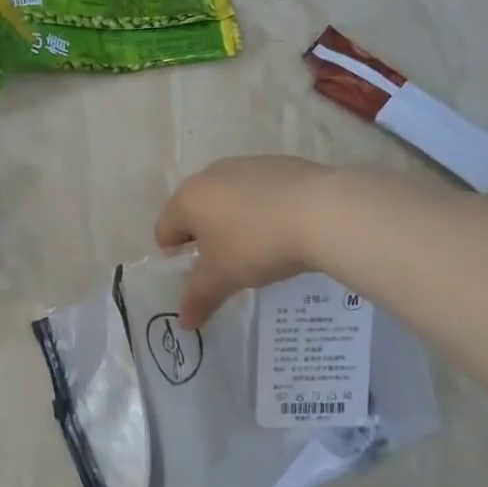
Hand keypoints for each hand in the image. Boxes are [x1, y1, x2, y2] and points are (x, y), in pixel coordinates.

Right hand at [155, 156, 339, 328]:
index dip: (175, 257)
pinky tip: (283, 228)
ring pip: (228, 198)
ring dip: (233, 221)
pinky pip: (259, 191)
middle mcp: (211, 174)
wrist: (323, 212)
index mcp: (188, 199)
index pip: (164, 229)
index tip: (198, 276)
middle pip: (195, 210)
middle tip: (225, 263)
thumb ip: (198, 298)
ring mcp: (247, 164)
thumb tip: (183, 323)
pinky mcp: (280, 163)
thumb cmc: (257, 245)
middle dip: (204, 237)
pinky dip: (262, 208)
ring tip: (258, 246)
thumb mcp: (223, 278)